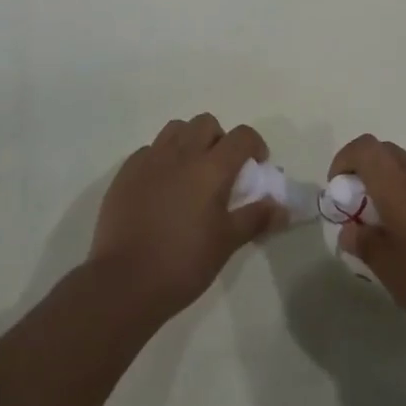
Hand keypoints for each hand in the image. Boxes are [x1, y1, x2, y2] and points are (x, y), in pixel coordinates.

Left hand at [89, 114, 277, 323]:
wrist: (123, 283)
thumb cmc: (183, 263)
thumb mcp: (227, 243)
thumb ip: (256, 218)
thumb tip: (282, 207)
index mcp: (211, 168)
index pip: (242, 136)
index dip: (255, 145)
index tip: (256, 165)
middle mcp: (181, 153)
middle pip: (206, 123)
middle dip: (219, 139)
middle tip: (221, 169)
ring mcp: (150, 160)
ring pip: (176, 129)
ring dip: (189, 141)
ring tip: (190, 172)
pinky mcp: (126, 172)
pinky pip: (149, 150)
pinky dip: (161, 158)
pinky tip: (160, 186)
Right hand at [328, 135, 405, 351]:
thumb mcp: (394, 274)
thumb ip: (366, 245)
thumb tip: (350, 228)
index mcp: (397, 181)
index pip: (363, 148)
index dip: (344, 162)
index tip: (339, 193)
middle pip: (384, 153)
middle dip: (366, 174)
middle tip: (362, 215)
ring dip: (393, 182)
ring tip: (393, 224)